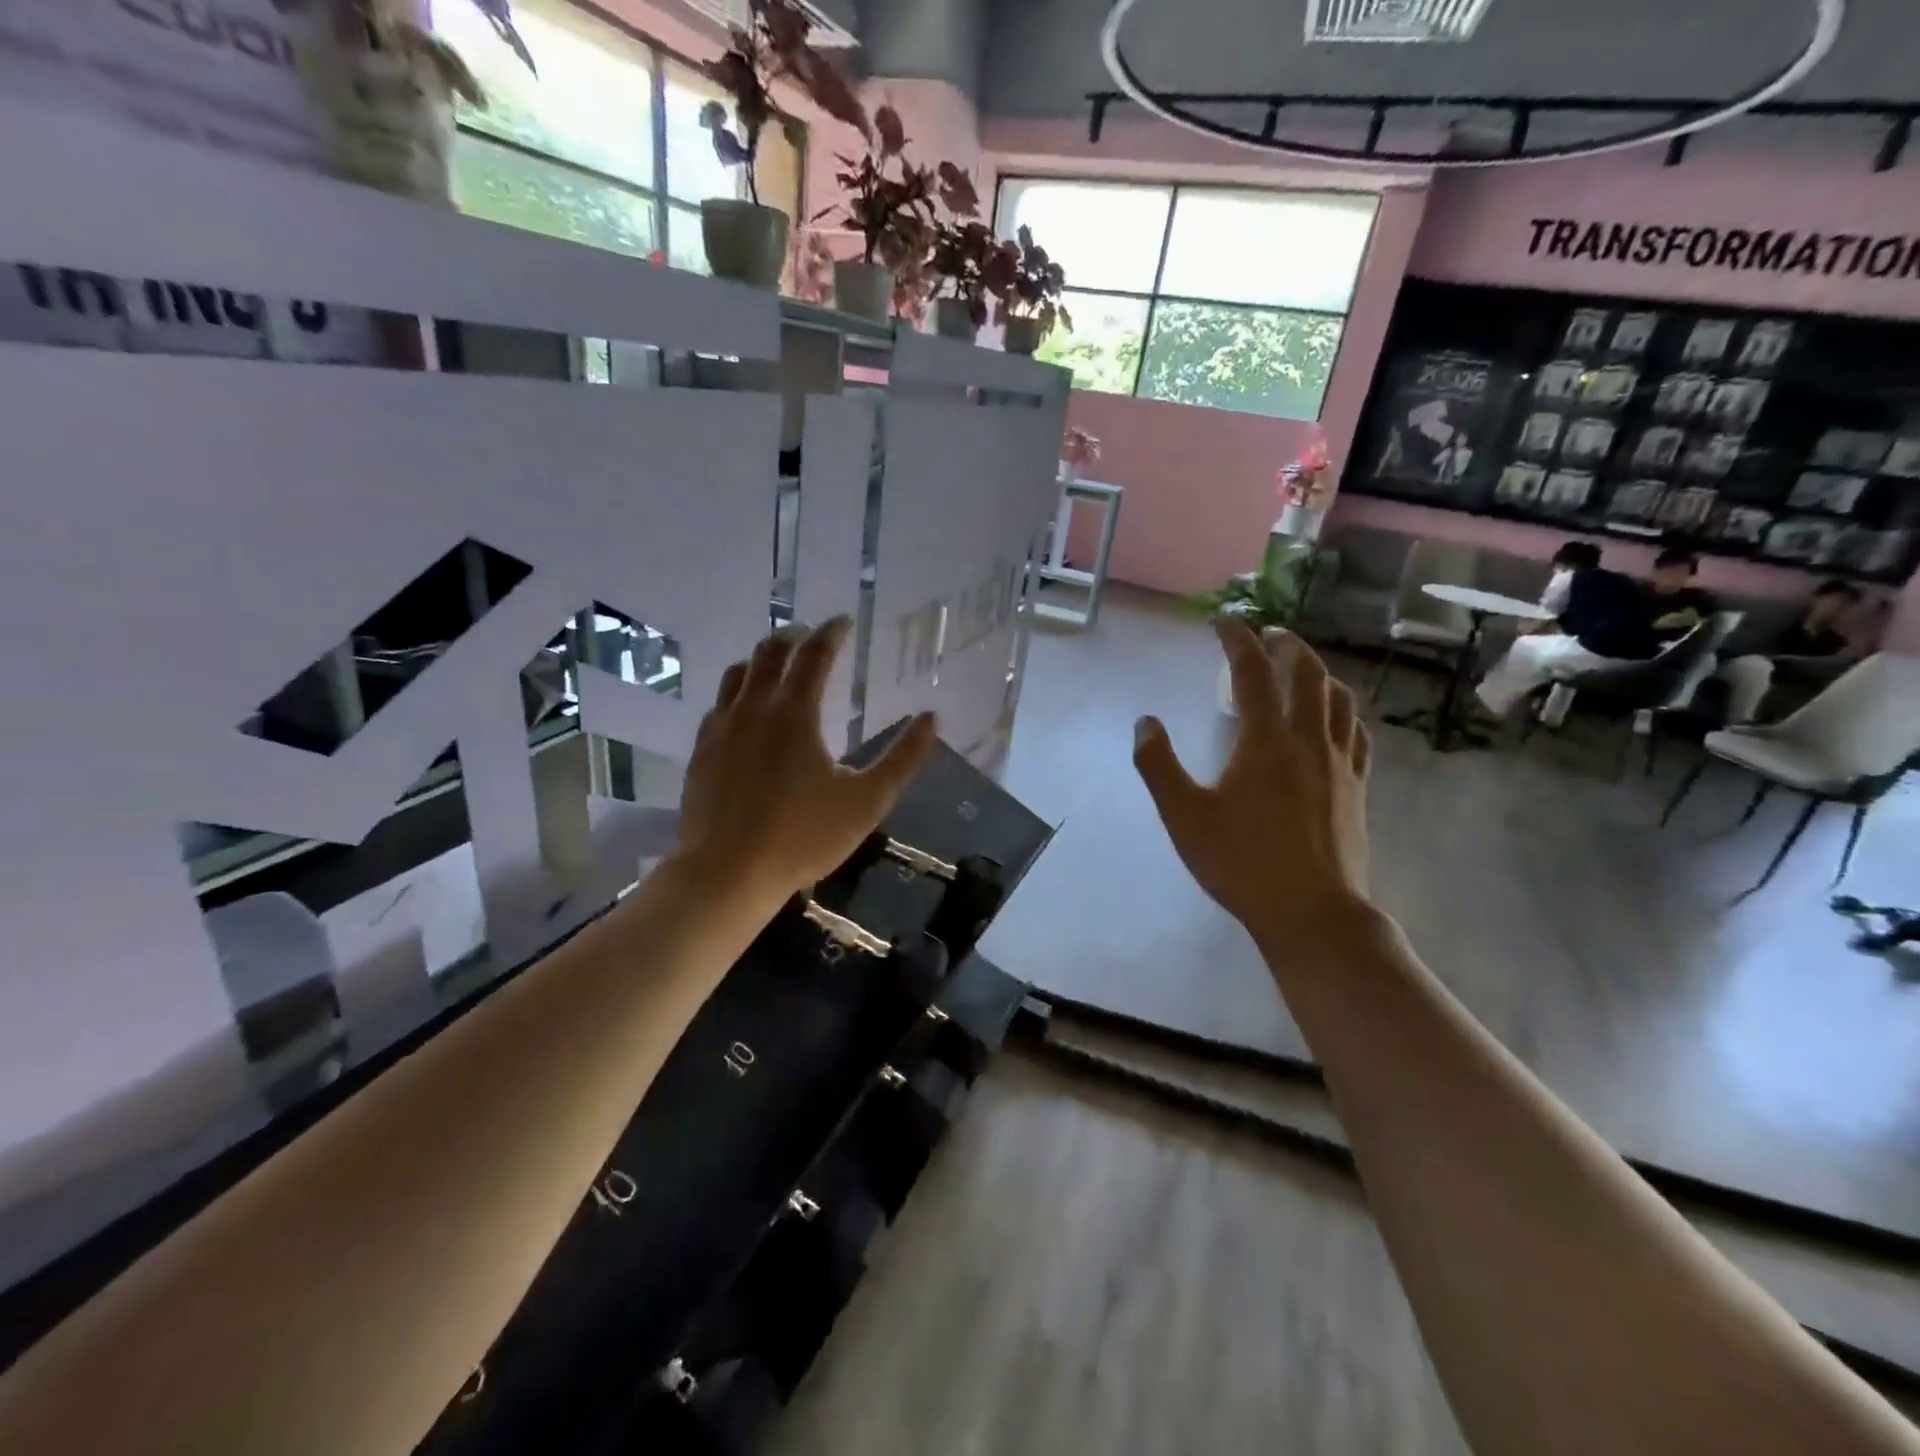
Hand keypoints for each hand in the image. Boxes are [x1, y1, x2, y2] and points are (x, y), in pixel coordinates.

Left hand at [672, 618, 936, 901]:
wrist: (726, 872)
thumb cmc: (802, 836)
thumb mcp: (867, 802)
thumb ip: (903, 758)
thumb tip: (931, 718)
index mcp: (795, 712)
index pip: (815, 654)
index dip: (832, 632)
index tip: (844, 622)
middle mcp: (754, 708)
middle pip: (770, 652)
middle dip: (794, 638)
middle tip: (812, 637)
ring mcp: (721, 727)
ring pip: (738, 673)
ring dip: (762, 660)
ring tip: (778, 665)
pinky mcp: (701, 750)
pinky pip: (720, 704)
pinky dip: (738, 692)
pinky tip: (746, 711)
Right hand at [1133, 620, 1372, 955]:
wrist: (1312, 912)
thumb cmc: (1241, 862)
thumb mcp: (1183, 815)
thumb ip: (1158, 765)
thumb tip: (1145, 722)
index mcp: (1265, 739)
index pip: (1252, 672)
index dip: (1236, 639)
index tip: (1222, 621)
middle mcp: (1308, 740)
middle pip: (1307, 674)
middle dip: (1286, 646)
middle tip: (1268, 635)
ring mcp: (1340, 763)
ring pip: (1338, 699)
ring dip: (1319, 673)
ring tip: (1302, 669)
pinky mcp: (1357, 788)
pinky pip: (1356, 734)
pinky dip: (1342, 712)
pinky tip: (1335, 721)